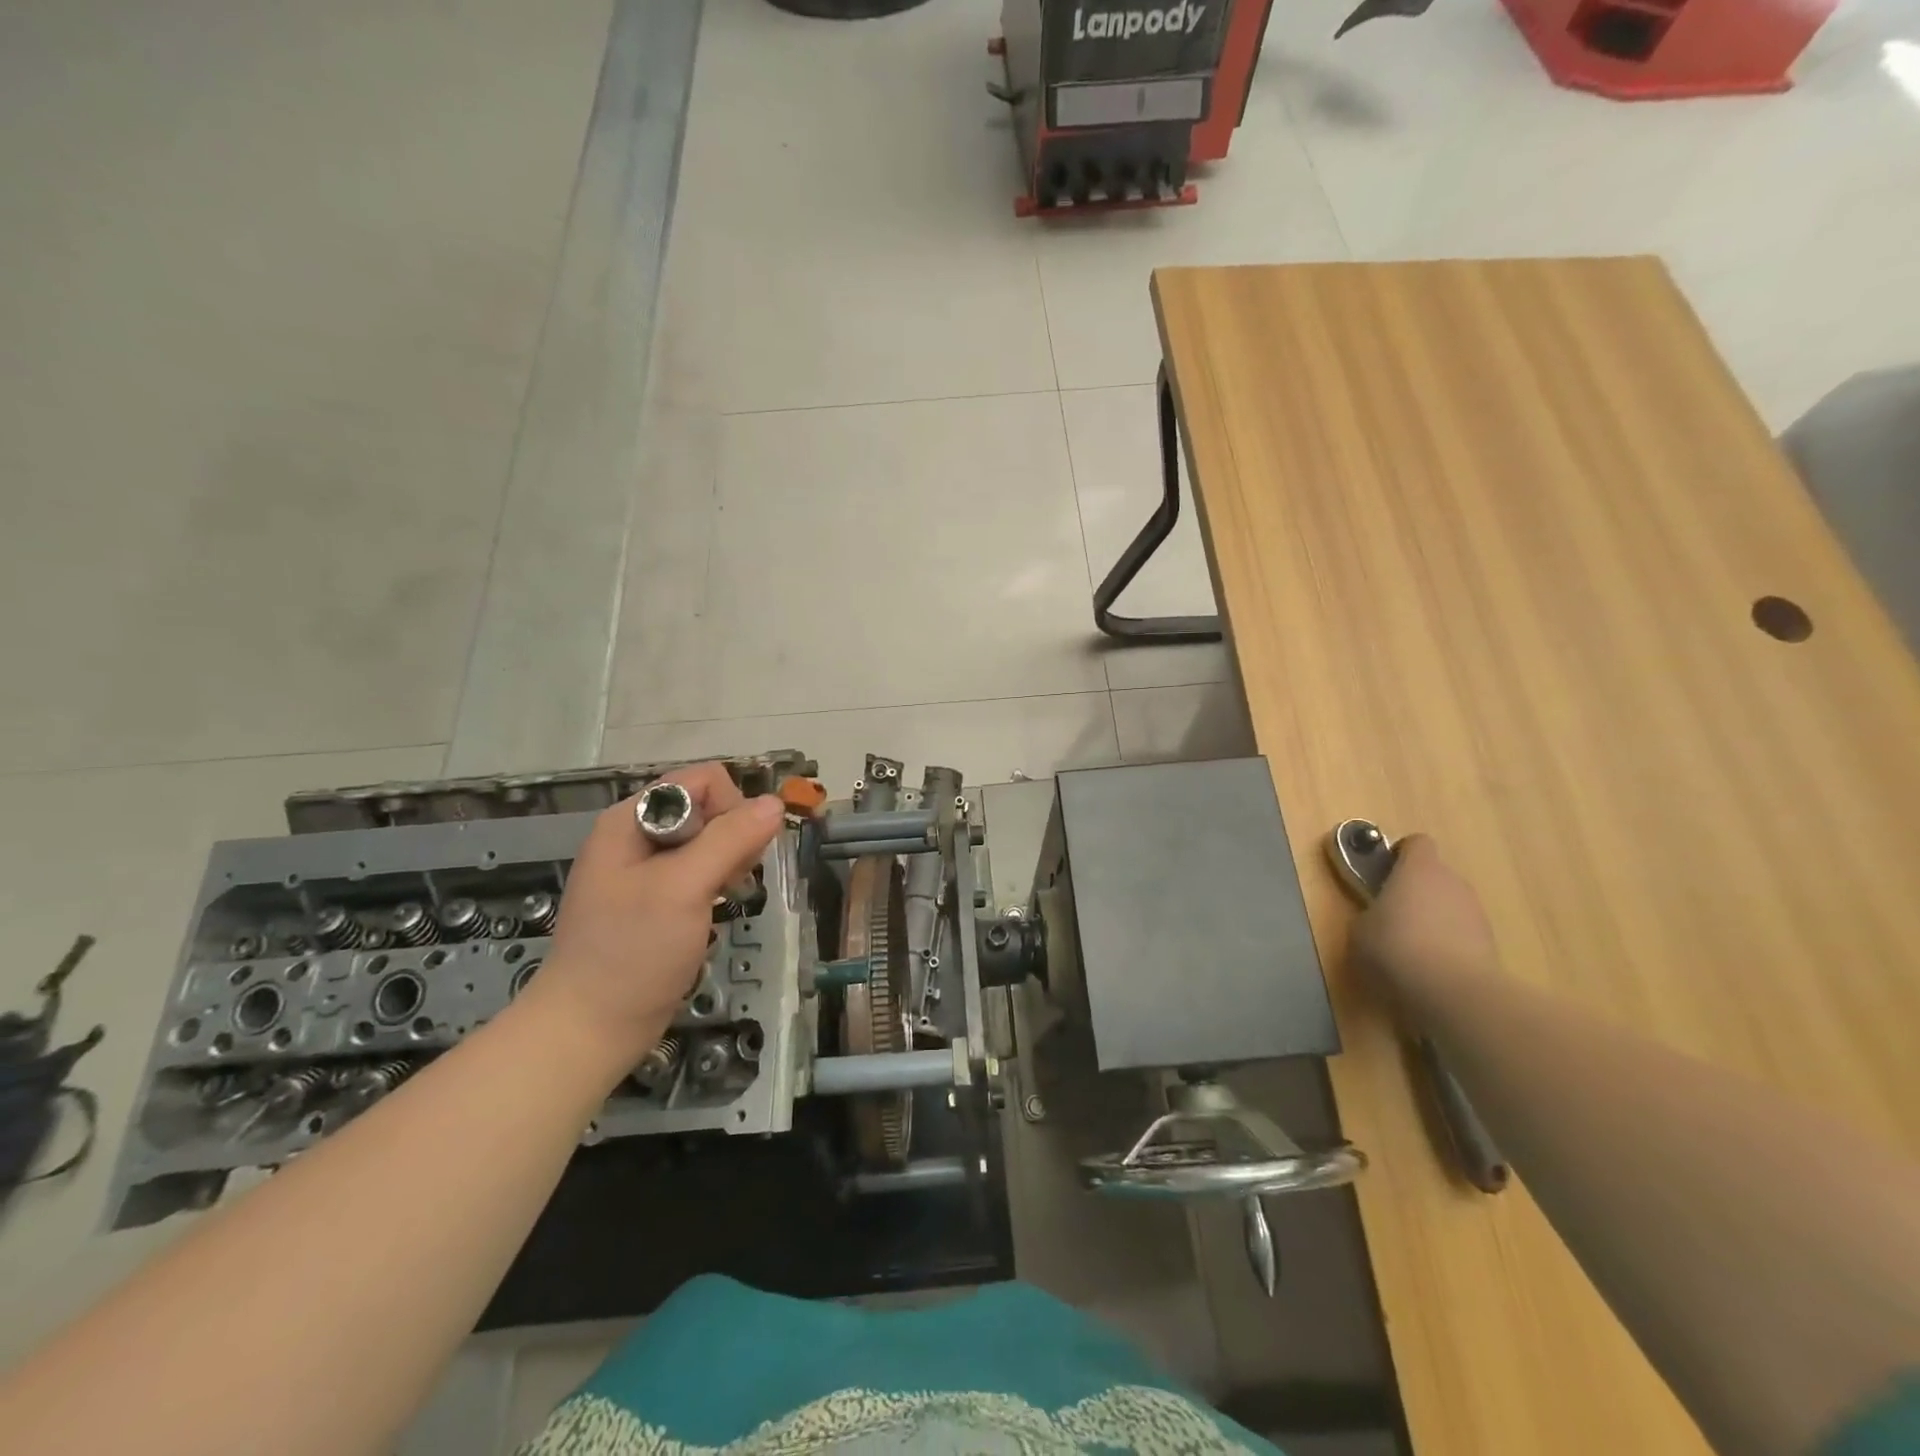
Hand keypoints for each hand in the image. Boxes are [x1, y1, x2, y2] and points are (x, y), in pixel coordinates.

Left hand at [525, 763, 783, 1068]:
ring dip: (729, 860)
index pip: (702, 781)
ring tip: (723, 896)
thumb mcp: (683, 888)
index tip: (736, 853)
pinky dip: (718, 881)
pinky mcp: (657, 897)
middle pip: (708, 806)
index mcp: (631, 819)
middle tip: (730, 880)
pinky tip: (715, 907)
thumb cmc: (632, 952)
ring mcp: (646, 868)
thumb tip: (775, 804)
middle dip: (732, 835)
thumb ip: (730, 840)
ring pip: (709, 839)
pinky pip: (701, 868)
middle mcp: (637, 835)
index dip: (729, 807)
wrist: (590, 1028)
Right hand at [1350, 835, 1498, 1019]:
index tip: (1382, 873)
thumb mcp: (1360, 929)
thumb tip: (1377, 918)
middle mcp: (1452, 882)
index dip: (1399, 854)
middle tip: (1390, 915)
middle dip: (1415, 891)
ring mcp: (1476, 913)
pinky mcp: (1491, 944)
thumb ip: (1370, 913)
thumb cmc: (1394, 948)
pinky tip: (1430, 968)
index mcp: (1418, 869)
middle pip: (1434, 875)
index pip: (1416, 843)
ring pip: (1449, 905)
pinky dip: (1448, 944)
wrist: (1454, 993)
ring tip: (1411, 948)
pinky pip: (1462, 933)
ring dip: (1433, 918)